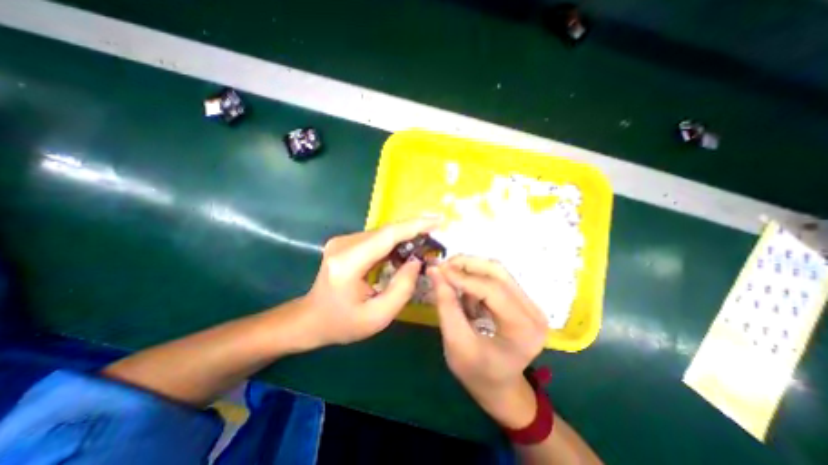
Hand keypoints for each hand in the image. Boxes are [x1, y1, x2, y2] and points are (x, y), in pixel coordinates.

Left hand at [297, 219, 439, 348]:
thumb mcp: (378, 317)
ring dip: (405, 236)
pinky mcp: (346, 243)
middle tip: (437, 233)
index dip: (414, 226)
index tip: (437, 221)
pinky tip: (407, 249)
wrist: (311, 318)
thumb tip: (416, 261)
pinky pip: (377, 238)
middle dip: (414, 230)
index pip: (387, 236)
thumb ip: (402, 288)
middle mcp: (343, 245)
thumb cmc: (342, 323)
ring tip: (426, 241)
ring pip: (383, 233)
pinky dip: (394, 241)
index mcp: (348, 263)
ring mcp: (343, 241)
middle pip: (386, 231)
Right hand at [427, 256, 548, 425]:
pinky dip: (476, 277)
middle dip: (467, 264)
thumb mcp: (456, 343)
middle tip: (443, 267)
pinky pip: (496, 278)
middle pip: (498, 272)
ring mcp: (530, 304)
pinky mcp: (521, 300)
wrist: (499, 385)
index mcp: (523, 328)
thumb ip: (446, 305)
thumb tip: (435, 271)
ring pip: (497, 271)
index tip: (439, 269)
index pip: (493, 290)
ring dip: (471, 268)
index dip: (463, 276)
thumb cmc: (477, 372)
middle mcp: (533, 311)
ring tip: (450, 275)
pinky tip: (463, 287)